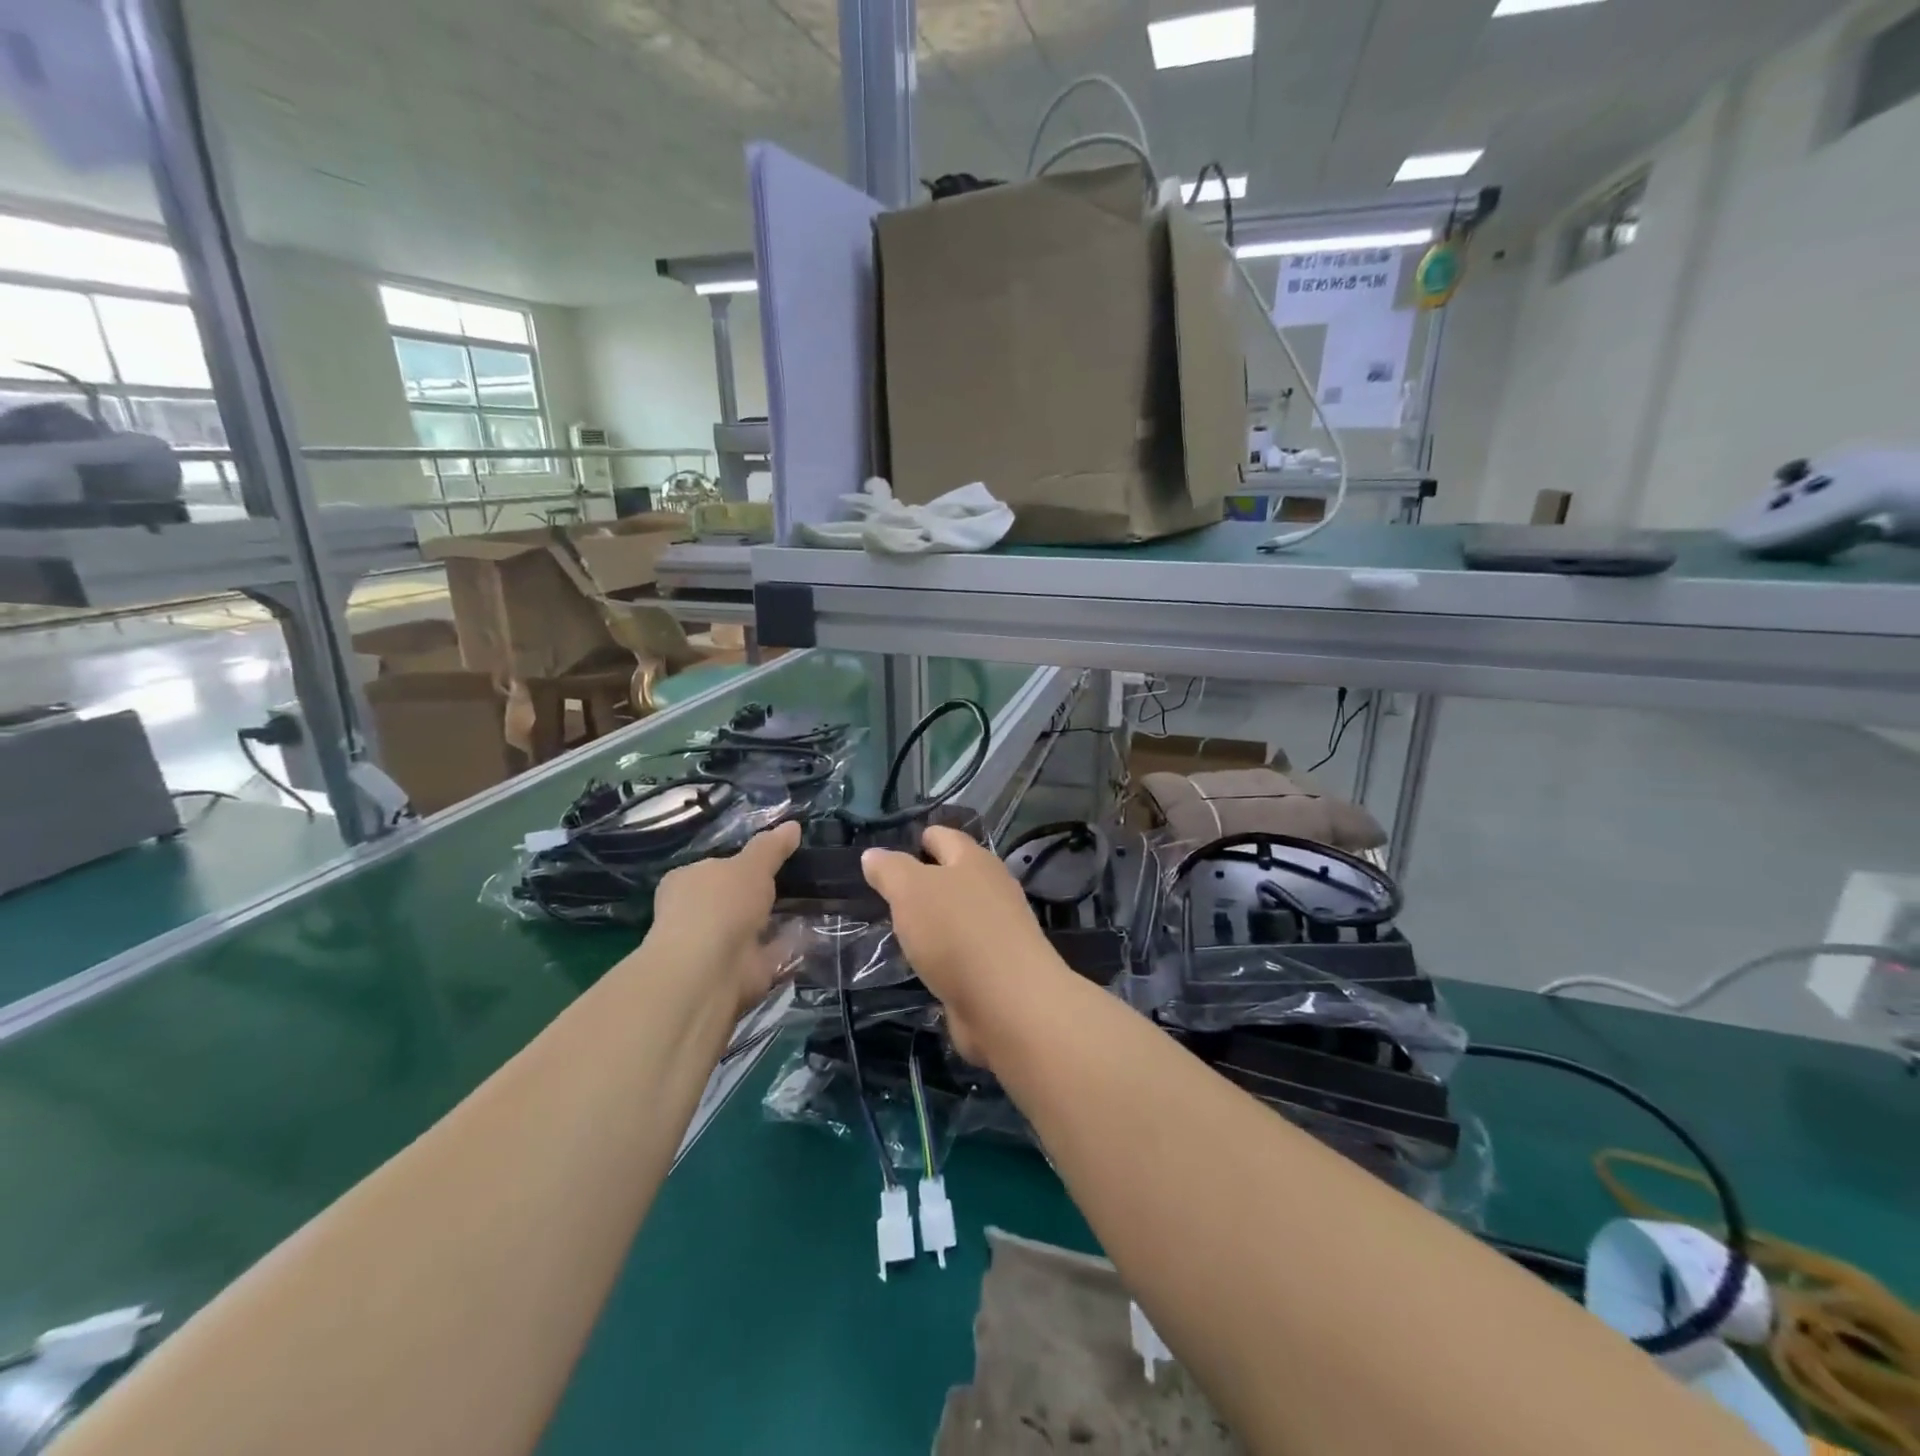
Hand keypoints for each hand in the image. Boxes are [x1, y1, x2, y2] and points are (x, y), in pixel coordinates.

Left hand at [640, 820, 800, 1015]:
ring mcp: (714, 946)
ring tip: (813, 905)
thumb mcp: (752, 865)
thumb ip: (772, 847)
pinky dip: (786, 945)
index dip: (740, 864)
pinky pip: (768, 952)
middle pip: (733, 899)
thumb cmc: (721, 905)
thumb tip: (793, 825)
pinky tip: (813, 934)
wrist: (709, 969)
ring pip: (751, 927)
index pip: (713, 868)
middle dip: (760, 895)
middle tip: (800, 882)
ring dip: (775, 921)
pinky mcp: (736, 972)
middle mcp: (694, 914)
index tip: (773, 860)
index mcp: (686, 882)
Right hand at [861, 826, 1060, 1065]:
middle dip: (926, 881)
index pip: (945, 837)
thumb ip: (890, 870)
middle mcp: (991, 889)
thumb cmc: (956, 933)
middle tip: (889, 893)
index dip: (921, 839)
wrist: (1008, 1003)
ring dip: (934, 920)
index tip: (892, 853)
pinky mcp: (997, 968)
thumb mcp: (910, 891)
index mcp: (974, 861)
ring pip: (959, 915)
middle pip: (956, 875)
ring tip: (900, 929)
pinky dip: (944, 954)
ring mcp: (998, 930)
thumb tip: (873, 854)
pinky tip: (924, 964)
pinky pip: (963, 951)